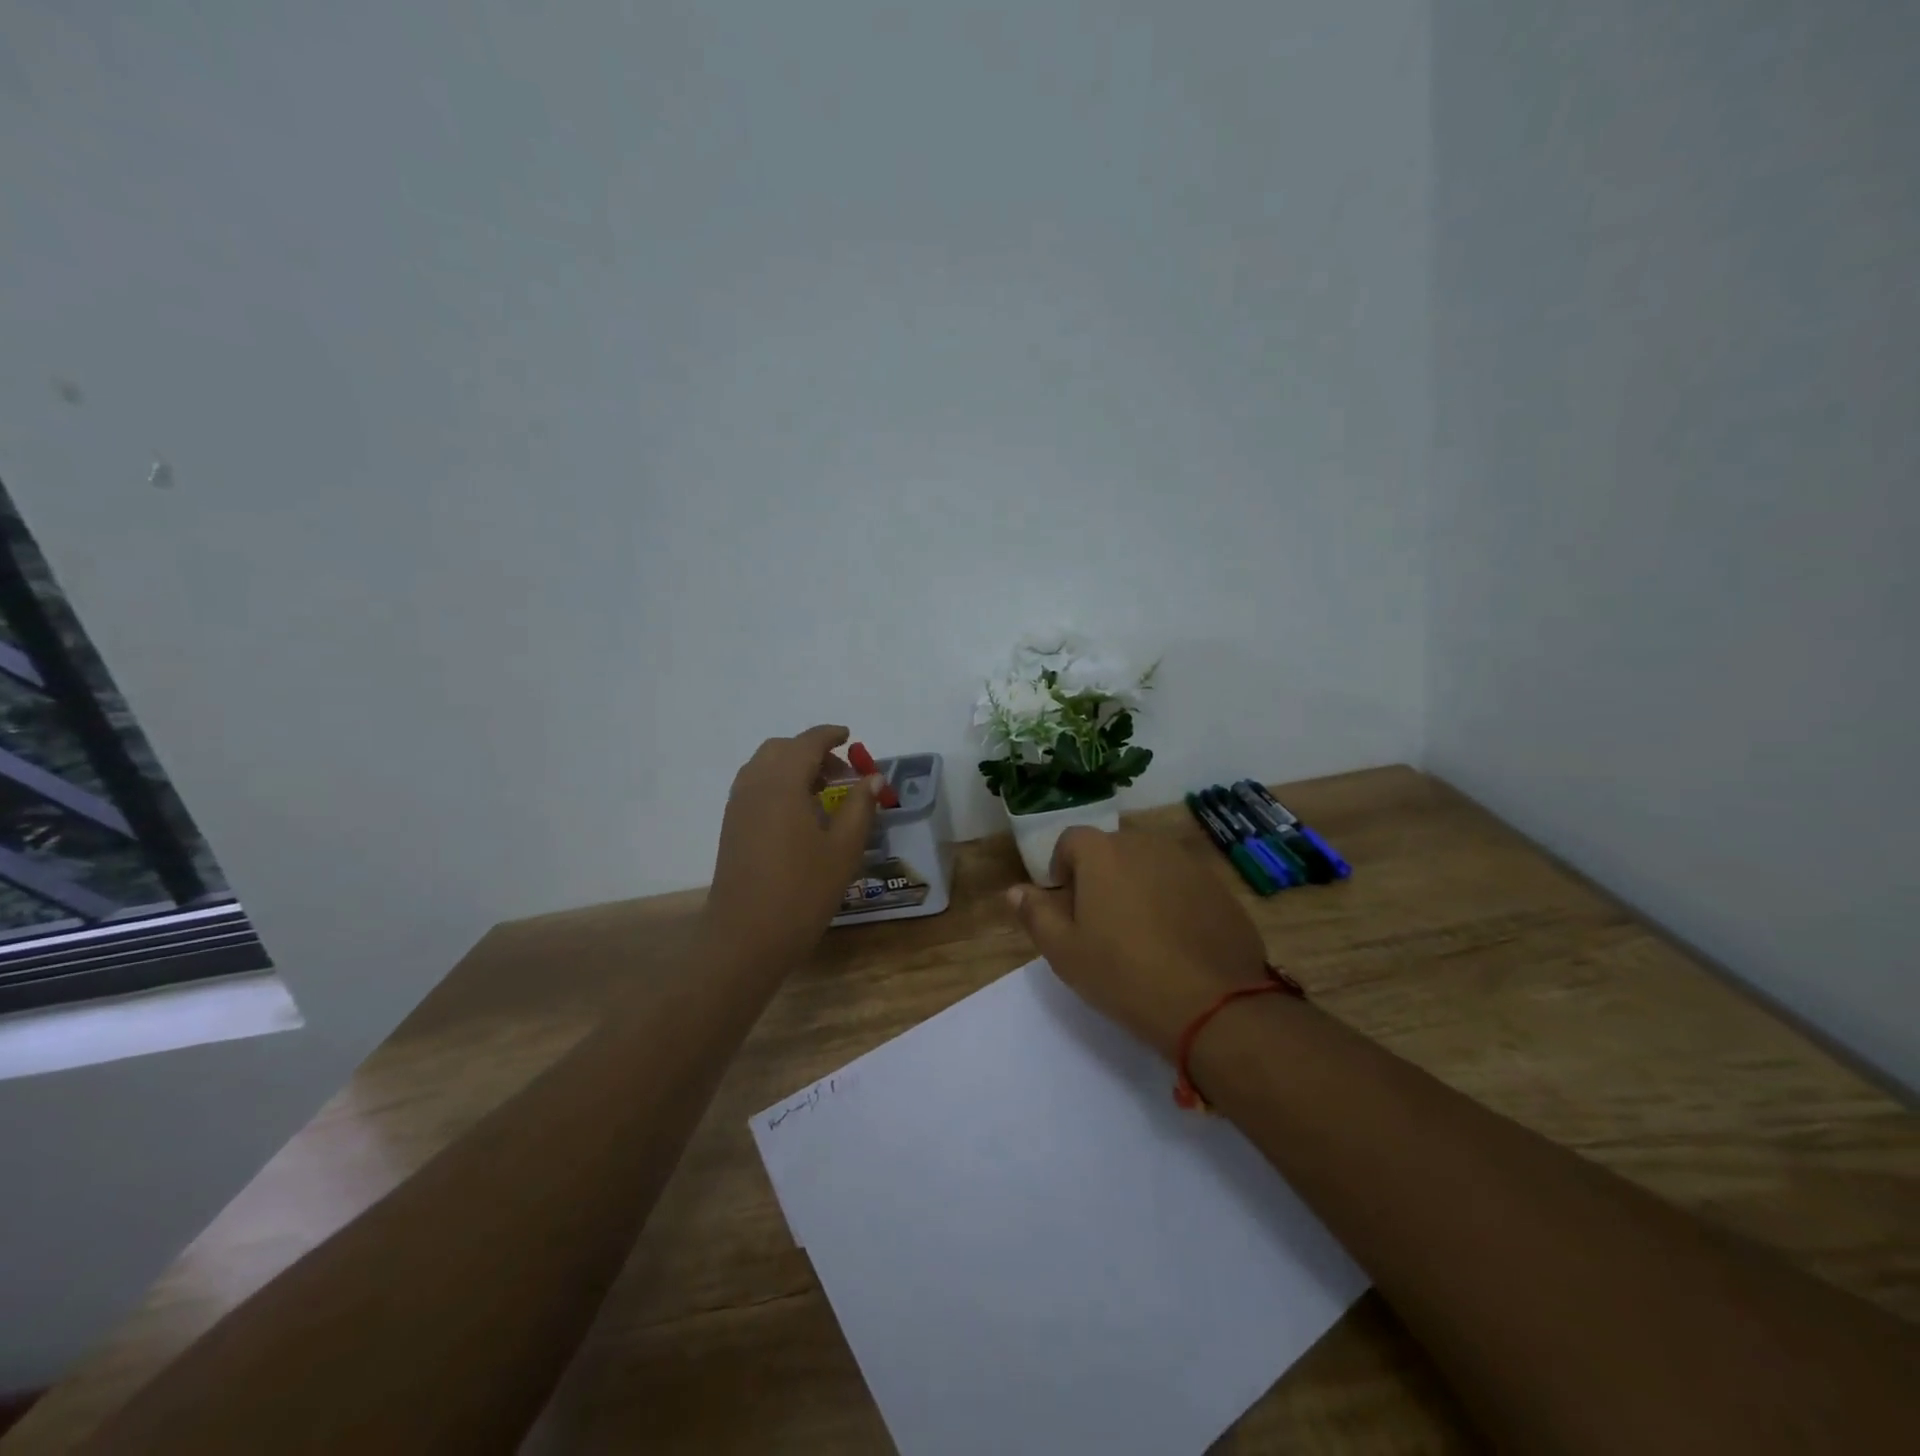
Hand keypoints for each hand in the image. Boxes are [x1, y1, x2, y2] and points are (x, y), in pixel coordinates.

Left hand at [705, 725, 881, 966]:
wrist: (745, 938)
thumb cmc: (802, 892)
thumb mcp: (843, 849)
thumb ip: (860, 807)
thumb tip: (872, 778)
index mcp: (782, 784)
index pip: (806, 743)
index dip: (830, 736)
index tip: (850, 738)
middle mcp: (754, 786)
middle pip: (781, 749)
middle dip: (811, 752)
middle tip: (841, 774)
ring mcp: (737, 807)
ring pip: (764, 767)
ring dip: (792, 767)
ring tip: (822, 793)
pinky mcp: (730, 827)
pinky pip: (754, 787)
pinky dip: (777, 784)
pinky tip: (799, 814)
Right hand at [1007, 828, 1269, 1058]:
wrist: (1212, 1003)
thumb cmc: (1123, 974)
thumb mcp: (1064, 951)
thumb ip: (1035, 913)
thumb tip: (1015, 891)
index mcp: (1103, 853)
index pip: (1071, 840)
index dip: (1062, 868)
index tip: (1066, 905)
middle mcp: (1145, 844)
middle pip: (1112, 850)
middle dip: (1101, 876)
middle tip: (1100, 923)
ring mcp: (1187, 863)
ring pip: (1149, 865)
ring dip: (1137, 886)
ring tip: (1139, 933)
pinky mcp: (1218, 887)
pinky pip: (1181, 884)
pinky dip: (1172, 900)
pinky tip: (1175, 941)